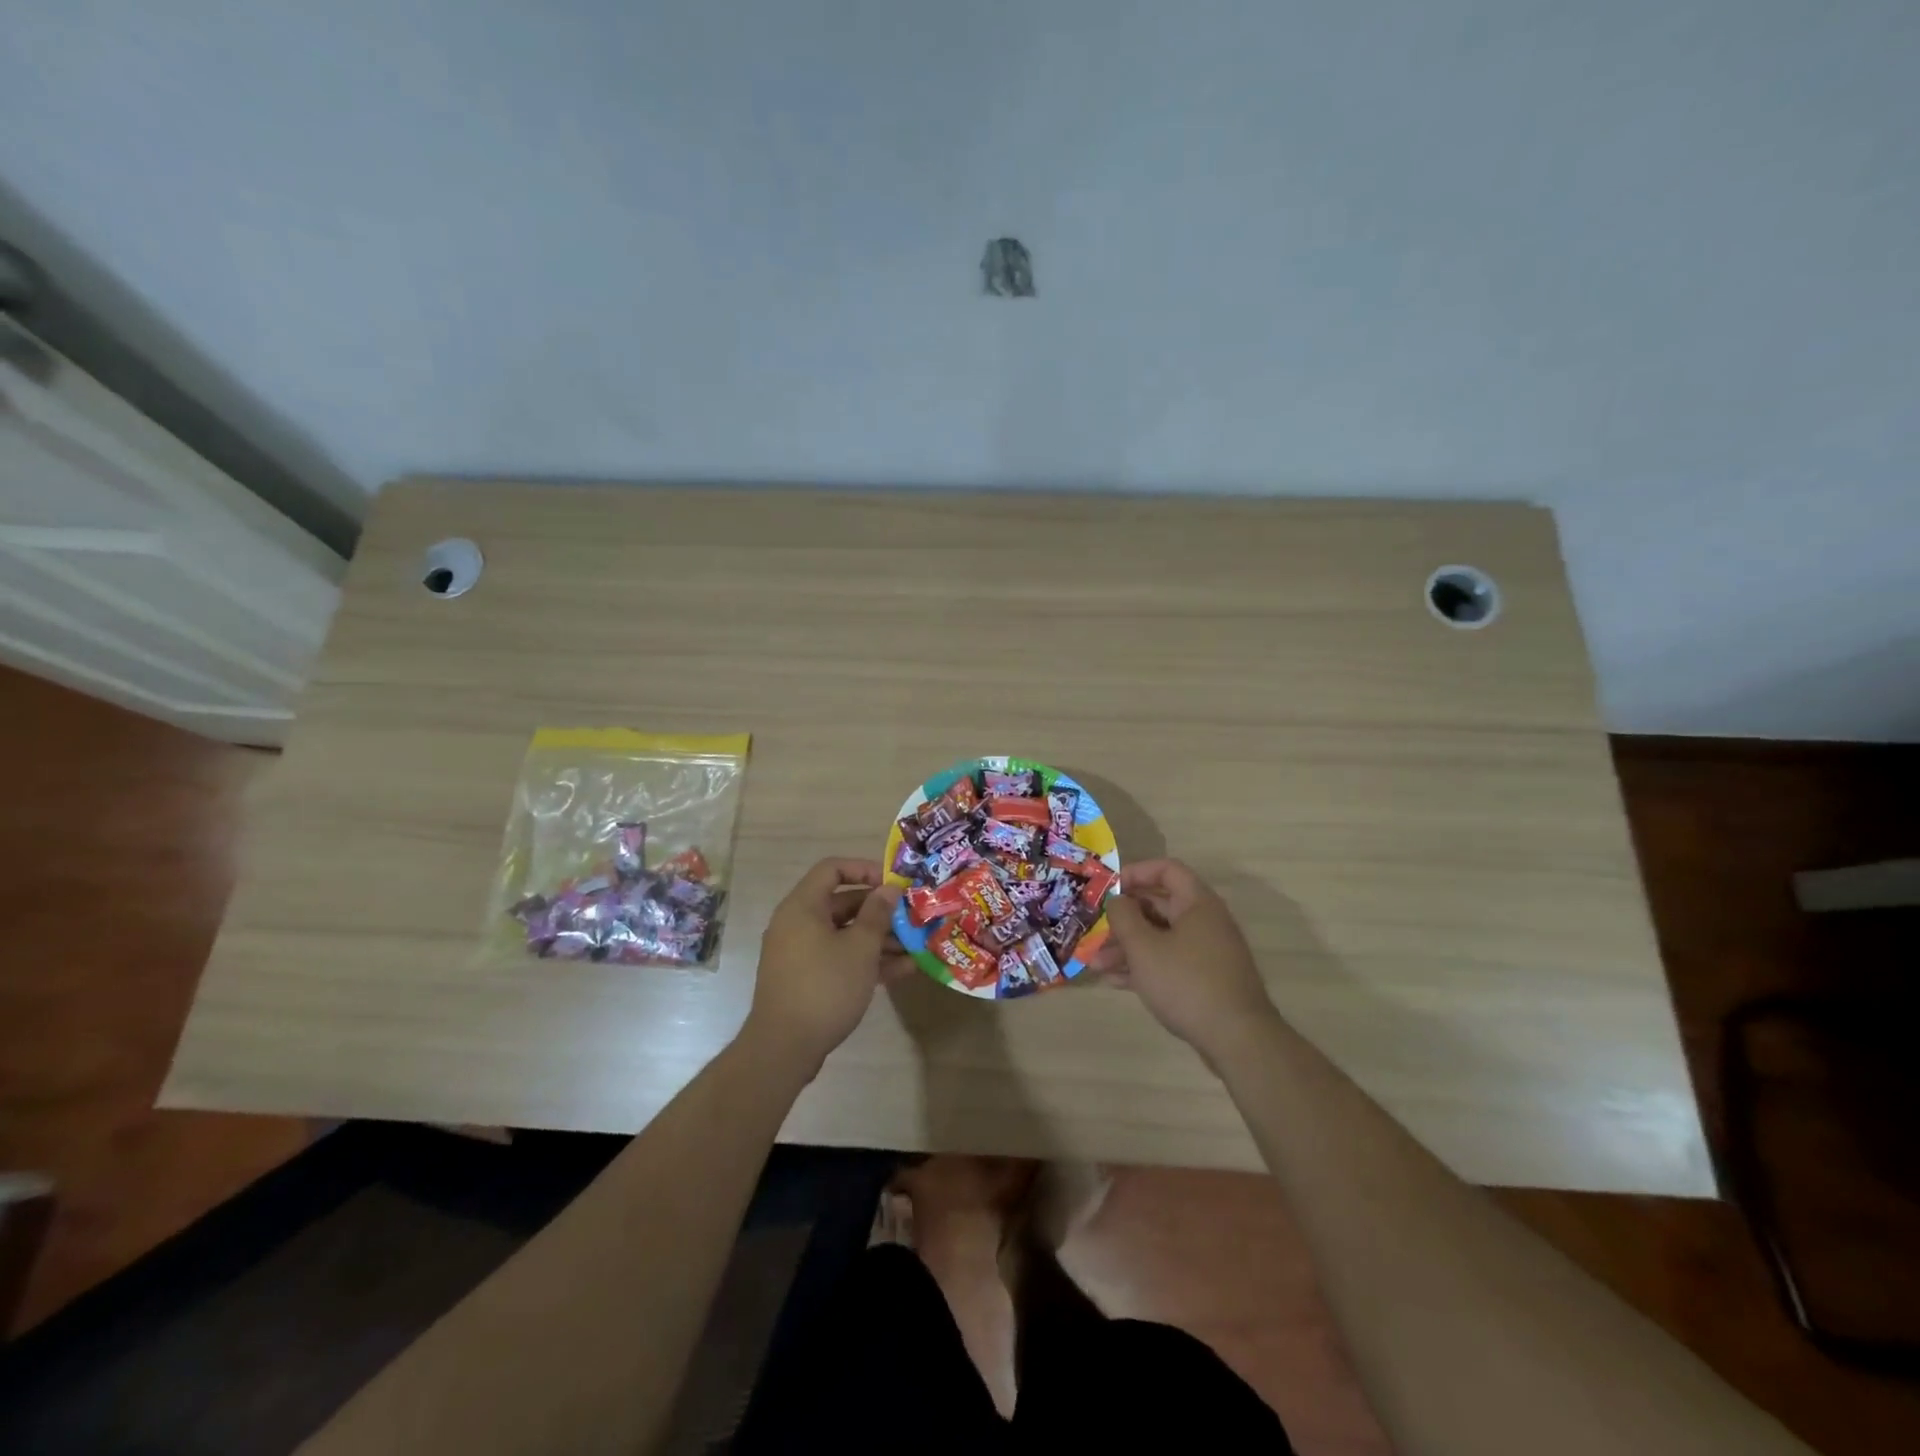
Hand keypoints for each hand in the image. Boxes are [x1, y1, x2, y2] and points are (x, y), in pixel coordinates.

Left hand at [742, 858, 902, 1077]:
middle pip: (842, 903)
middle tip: (911, 917)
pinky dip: (865, 960)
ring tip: (914, 947)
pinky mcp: (806, 978)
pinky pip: (838, 957)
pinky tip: (901, 971)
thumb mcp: (860, 948)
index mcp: (803, 906)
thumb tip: (889, 889)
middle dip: (879, 910)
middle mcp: (797, 923)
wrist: (784, 1048)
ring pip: (844, 933)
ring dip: (878, 938)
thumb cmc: (825, 987)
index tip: (893, 884)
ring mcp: (800, 952)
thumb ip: (877, 914)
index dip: (865, 869)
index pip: (832, 868)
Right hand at [1091, 859, 1278, 1056]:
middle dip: (1123, 919)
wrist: (1237, 1040)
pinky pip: (1169, 962)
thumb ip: (1124, 917)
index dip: (1136, 872)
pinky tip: (1115, 982)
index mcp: (1197, 904)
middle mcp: (1205, 922)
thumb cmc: (1186, 982)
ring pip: (1160, 938)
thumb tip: (1117, 900)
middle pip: (1159, 906)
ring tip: (1096, 965)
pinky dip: (1144, 967)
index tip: (1109, 888)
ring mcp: (1207, 953)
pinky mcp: (1205, 980)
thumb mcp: (1144, 947)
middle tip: (1095, 931)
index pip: (1167, 870)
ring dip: (1127, 948)